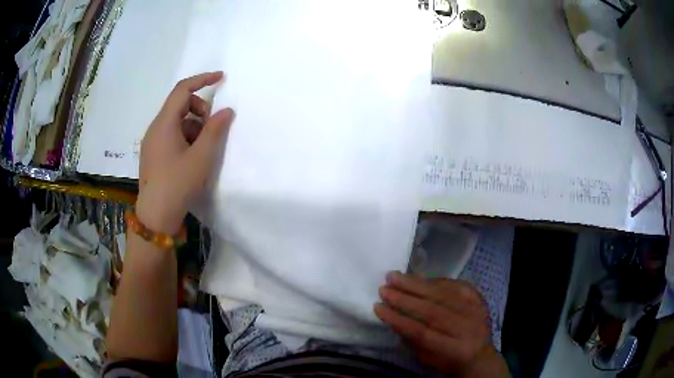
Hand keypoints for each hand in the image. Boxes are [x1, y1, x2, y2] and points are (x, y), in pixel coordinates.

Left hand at [137, 71, 234, 234]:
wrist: (156, 216)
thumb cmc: (178, 184)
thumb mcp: (201, 157)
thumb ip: (215, 130)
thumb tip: (227, 111)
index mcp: (164, 124)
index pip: (182, 90)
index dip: (202, 79)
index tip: (221, 78)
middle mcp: (155, 128)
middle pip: (180, 105)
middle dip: (200, 110)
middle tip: (211, 129)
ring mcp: (152, 142)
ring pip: (177, 122)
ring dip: (194, 127)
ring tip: (201, 150)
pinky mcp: (153, 154)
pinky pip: (171, 135)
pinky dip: (185, 138)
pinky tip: (191, 158)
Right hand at [375, 272, 508, 376]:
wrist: (479, 355)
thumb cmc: (448, 360)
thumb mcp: (427, 358)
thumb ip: (412, 339)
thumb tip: (393, 316)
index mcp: (453, 349)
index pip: (421, 332)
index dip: (398, 319)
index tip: (378, 307)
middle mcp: (466, 328)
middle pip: (432, 310)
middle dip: (404, 299)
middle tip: (384, 288)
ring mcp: (474, 311)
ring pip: (443, 294)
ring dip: (416, 284)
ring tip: (395, 276)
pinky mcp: (478, 299)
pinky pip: (456, 285)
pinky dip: (436, 280)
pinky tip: (419, 277)